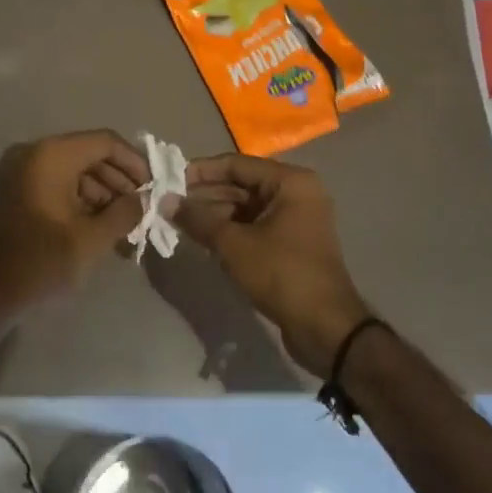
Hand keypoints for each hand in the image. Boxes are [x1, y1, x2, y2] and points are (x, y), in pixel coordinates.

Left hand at [0, 130, 150, 315]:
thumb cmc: (39, 262)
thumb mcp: (91, 239)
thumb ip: (124, 213)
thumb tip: (145, 199)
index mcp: (52, 155)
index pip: (105, 142)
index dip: (134, 162)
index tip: (154, 187)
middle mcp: (35, 154)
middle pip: (90, 155)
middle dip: (119, 181)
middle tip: (142, 209)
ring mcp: (22, 172)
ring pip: (74, 172)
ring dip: (102, 195)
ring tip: (126, 226)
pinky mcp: (16, 192)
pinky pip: (57, 185)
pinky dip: (80, 202)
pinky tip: (100, 229)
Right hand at [175, 154, 373, 376]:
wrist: (326, 328)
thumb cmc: (281, 274)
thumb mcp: (234, 245)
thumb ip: (198, 219)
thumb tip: (165, 201)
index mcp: (290, 182)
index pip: (237, 164)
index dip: (201, 171)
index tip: (170, 179)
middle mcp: (297, 193)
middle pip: (242, 184)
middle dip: (206, 194)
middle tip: (170, 203)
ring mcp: (296, 218)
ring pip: (247, 206)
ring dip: (215, 213)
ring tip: (180, 221)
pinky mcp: (292, 243)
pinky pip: (255, 225)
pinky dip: (231, 229)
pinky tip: (204, 237)